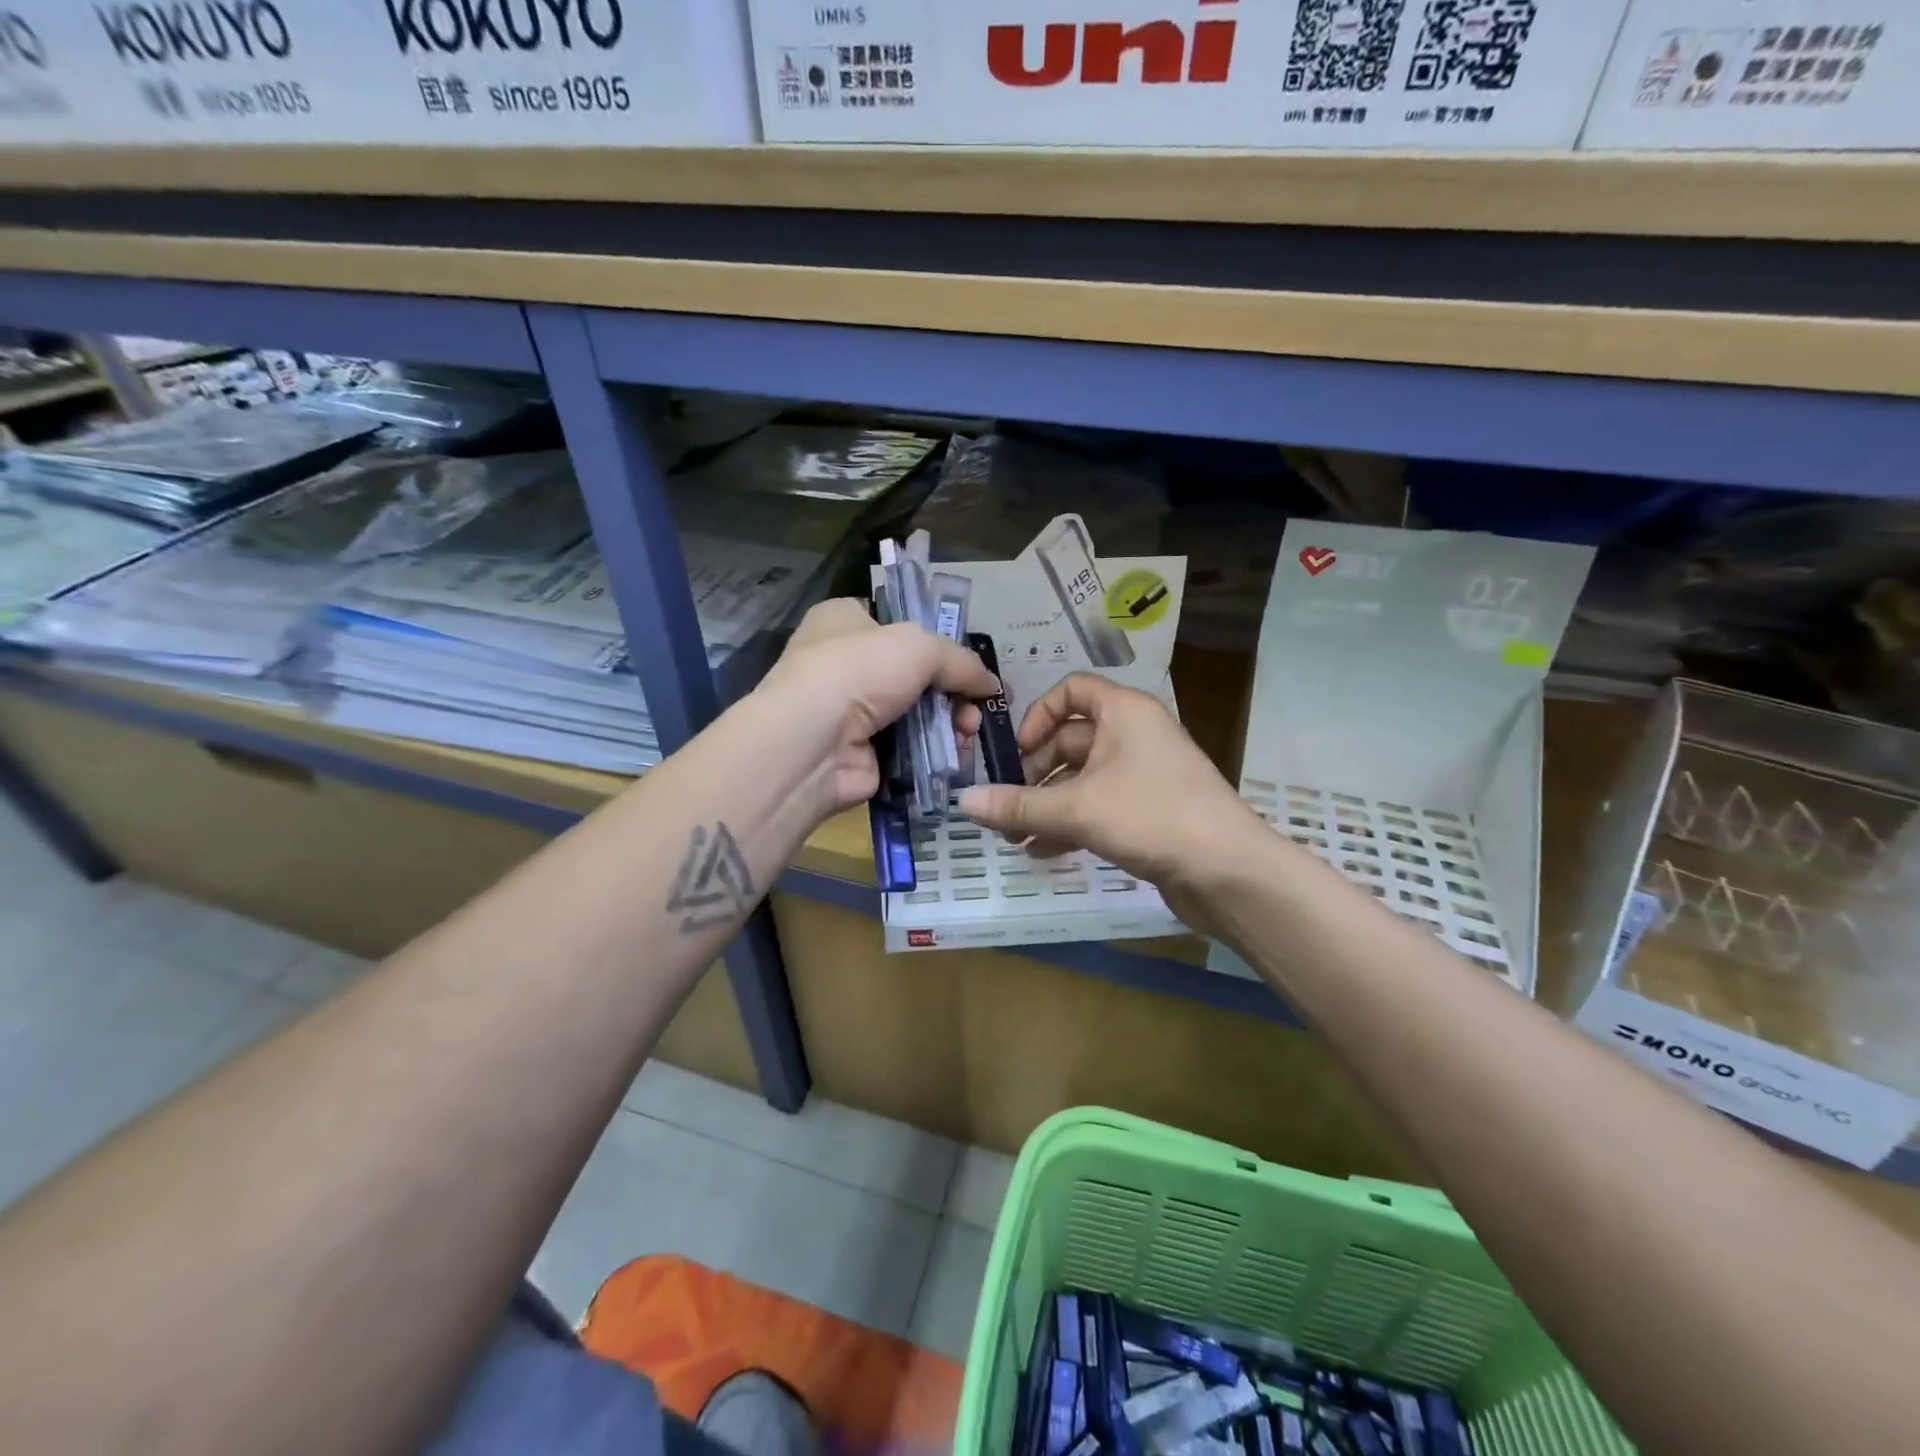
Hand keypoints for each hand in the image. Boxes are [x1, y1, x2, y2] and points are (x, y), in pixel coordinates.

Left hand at [751, 598, 996, 817]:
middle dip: (953, 691)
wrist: (813, 744)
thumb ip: (961, 662)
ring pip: (917, 714)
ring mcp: (851, 712)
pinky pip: (910, 749)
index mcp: (844, 621)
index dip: (936, 641)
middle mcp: (844, 663)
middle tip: (977, 707)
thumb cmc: (859, 672)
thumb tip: (992, 685)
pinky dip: (935, 753)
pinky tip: (957, 756)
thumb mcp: (920, 647)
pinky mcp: (862, 753)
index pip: (897, 623)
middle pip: (915, 674)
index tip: (969, 664)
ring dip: (950, 723)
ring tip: (968, 732)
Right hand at [956, 674, 1267, 921]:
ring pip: (1082, 779)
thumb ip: (1018, 806)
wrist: (1229, 871)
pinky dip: (1070, 823)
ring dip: (1046, 805)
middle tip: (1004, 808)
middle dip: (1033, 775)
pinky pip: (1099, 806)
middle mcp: (1134, 735)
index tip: (1015, 754)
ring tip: (1013, 838)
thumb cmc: (1152, 816)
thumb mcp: (1077, 809)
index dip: (1037, 716)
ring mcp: (1144, 775)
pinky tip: (1042, 853)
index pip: (1071, 691)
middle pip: (1070, 741)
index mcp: (1124, 712)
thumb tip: (963, 801)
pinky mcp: (1149, 811)